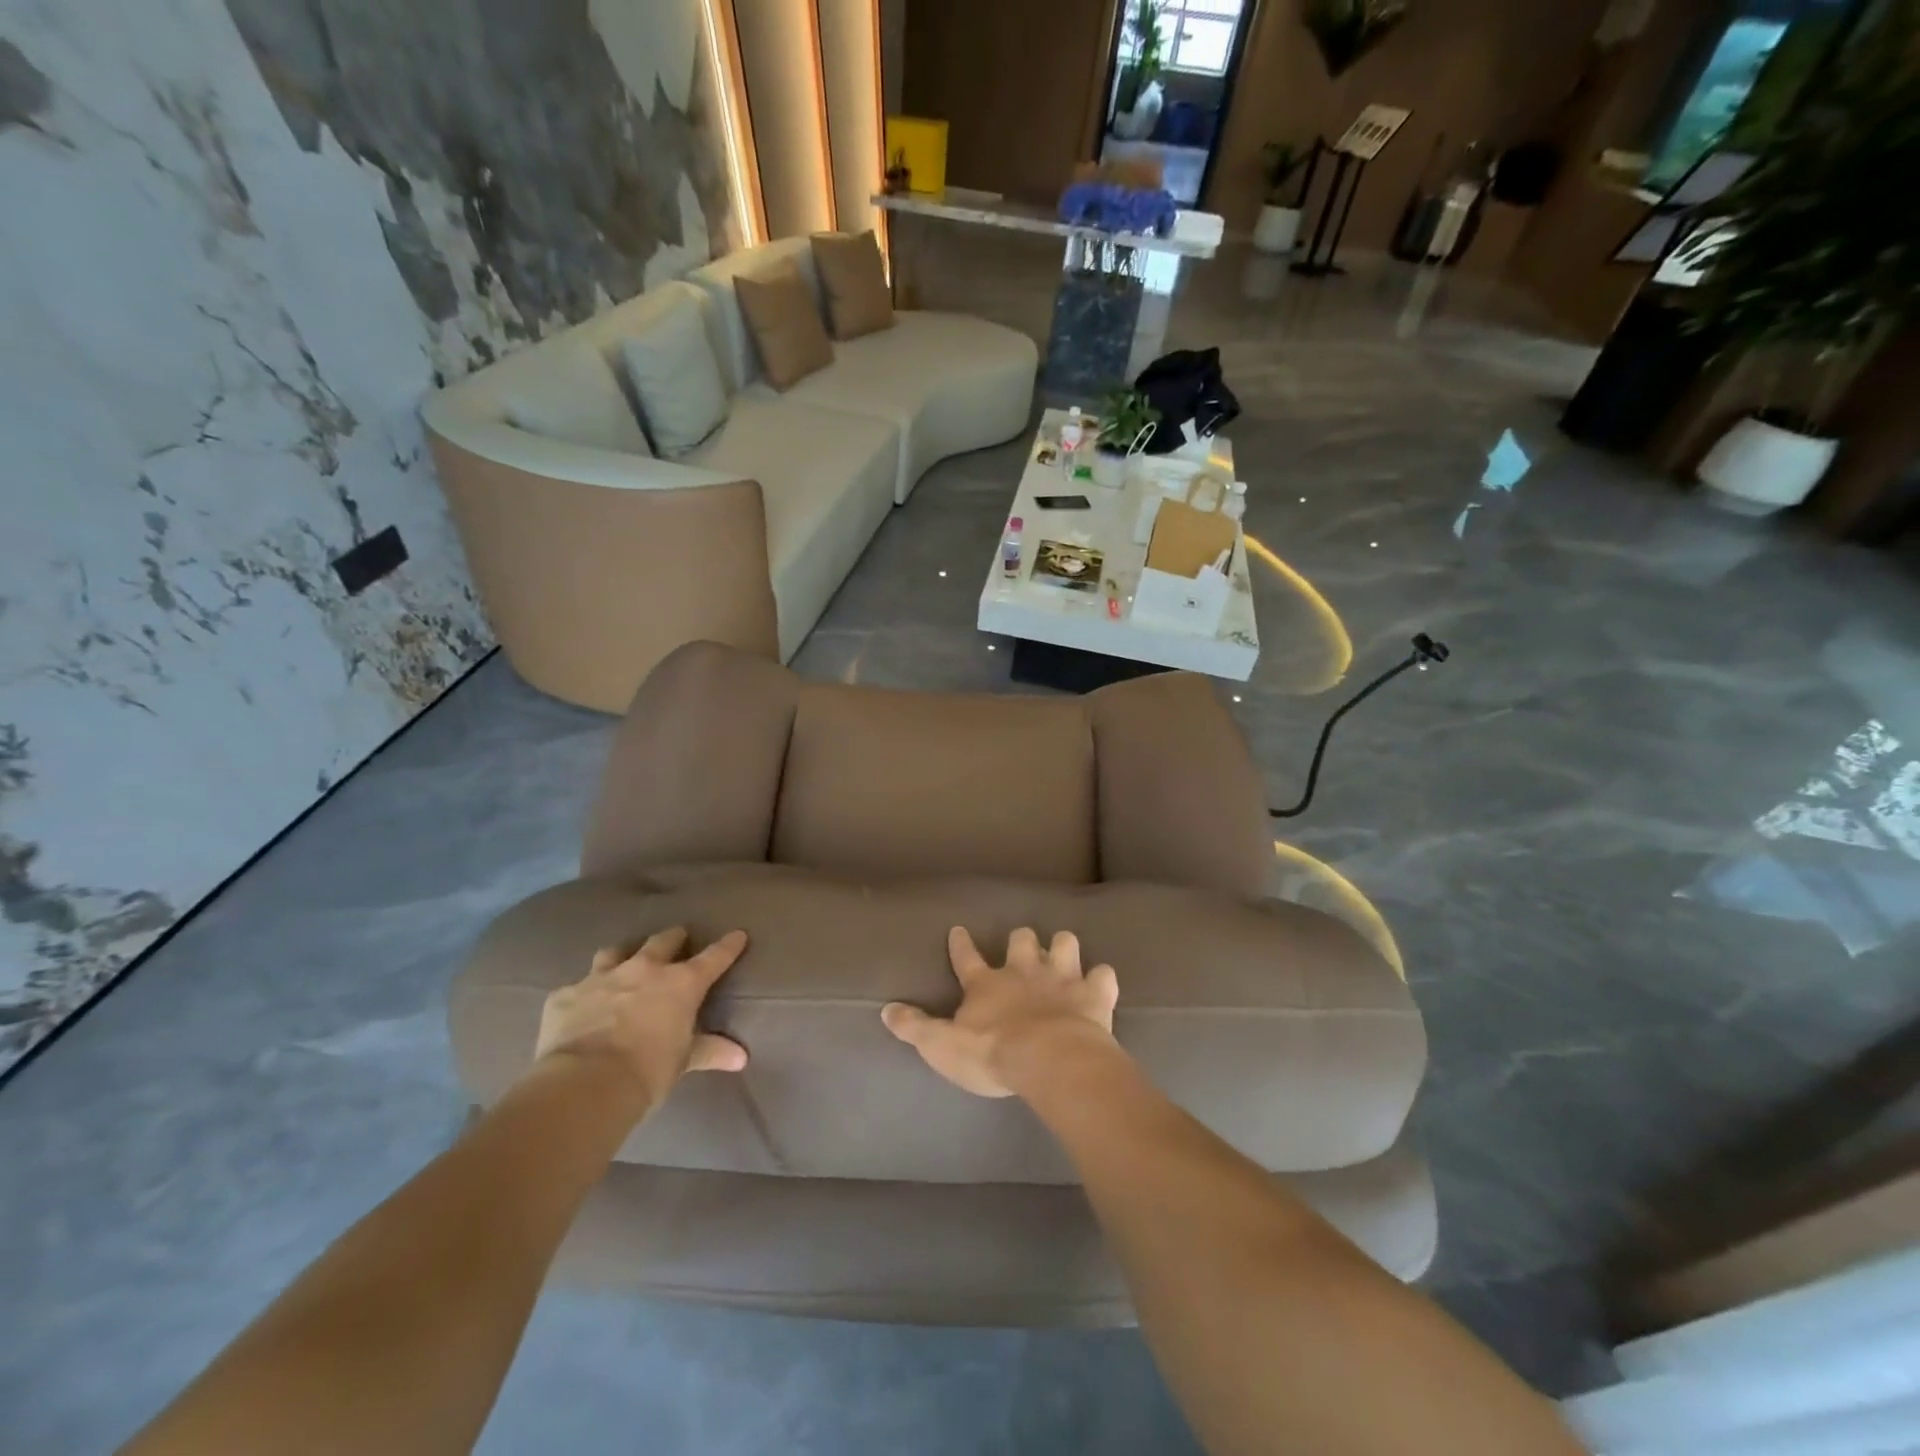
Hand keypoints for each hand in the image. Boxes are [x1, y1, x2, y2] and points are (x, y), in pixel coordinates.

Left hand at [534, 927, 748, 1110]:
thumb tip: (741, 1057)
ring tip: (624, 963)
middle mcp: (643, 969)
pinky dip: (582, 995)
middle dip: (673, 938)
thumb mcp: (684, 1061)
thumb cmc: (648, 1071)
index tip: (737, 935)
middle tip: (677, 939)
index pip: (713, 957)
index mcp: (681, 983)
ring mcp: (601, 978)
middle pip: (663, 941)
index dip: (728, 945)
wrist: (585, 1083)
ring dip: (623, 956)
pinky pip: (575, 988)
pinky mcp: (566, 995)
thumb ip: (710, 1051)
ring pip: (615, 952)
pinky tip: (580, 1008)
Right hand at [881, 926, 1118, 1097]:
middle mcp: (1024, 971)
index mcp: (987, 984)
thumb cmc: (993, 1054)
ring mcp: (1062, 978)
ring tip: (1064, 956)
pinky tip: (1101, 984)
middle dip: (1022, 940)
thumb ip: (915, 1027)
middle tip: (1023, 947)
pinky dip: (1102, 979)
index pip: (967, 957)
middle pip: (1022, 939)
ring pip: (1065, 943)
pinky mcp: (1094, 994)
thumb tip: (885, 1009)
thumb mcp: (942, 1046)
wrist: (1049, 1060)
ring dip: (1064, 949)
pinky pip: (1104, 976)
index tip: (959, 930)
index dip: (961, 944)